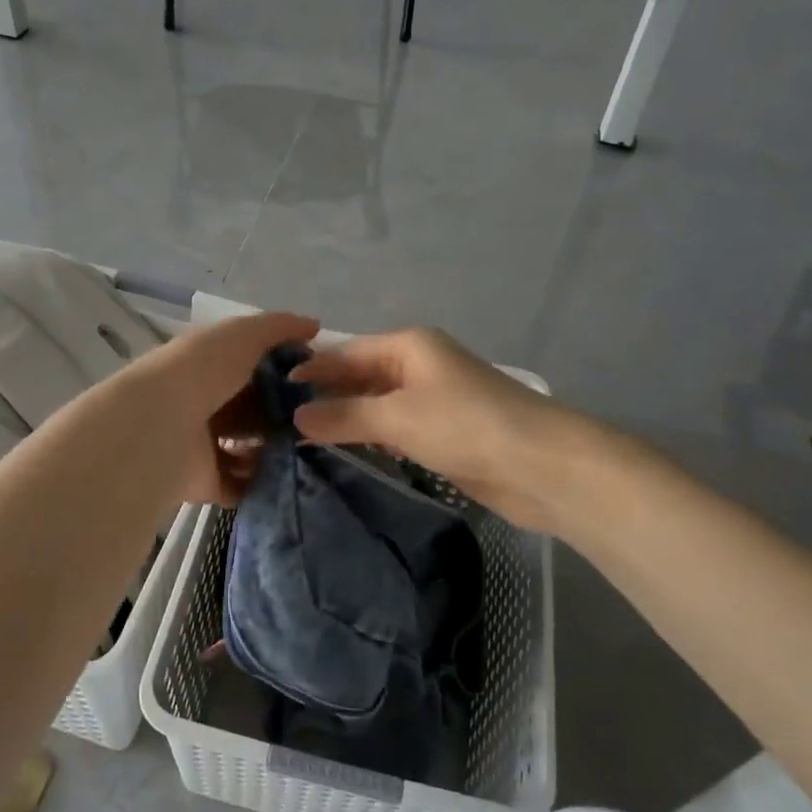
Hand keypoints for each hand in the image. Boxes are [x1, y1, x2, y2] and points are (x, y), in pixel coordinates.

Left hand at [131, 310, 319, 505]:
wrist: (159, 426)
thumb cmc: (203, 371)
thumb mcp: (244, 334)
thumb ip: (279, 327)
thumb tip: (313, 325)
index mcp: (209, 366)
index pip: (252, 367)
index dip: (284, 372)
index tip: (318, 380)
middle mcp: (205, 403)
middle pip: (252, 410)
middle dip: (284, 415)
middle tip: (318, 420)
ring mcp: (203, 445)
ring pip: (248, 448)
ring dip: (275, 450)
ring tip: (307, 450)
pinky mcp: (205, 481)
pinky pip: (240, 485)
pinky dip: (261, 484)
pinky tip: (288, 477)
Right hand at [292, 327, 575, 531]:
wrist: (540, 466)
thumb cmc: (465, 425)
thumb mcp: (398, 417)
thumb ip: (345, 416)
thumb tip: (297, 415)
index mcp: (409, 346)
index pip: (347, 352)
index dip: (312, 368)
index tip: (271, 390)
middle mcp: (419, 366)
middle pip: (361, 376)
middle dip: (326, 395)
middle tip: (279, 419)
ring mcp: (434, 401)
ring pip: (377, 406)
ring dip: (346, 419)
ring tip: (300, 438)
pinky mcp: (444, 434)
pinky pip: (395, 430)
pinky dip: (371, 439)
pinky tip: (344, 453)